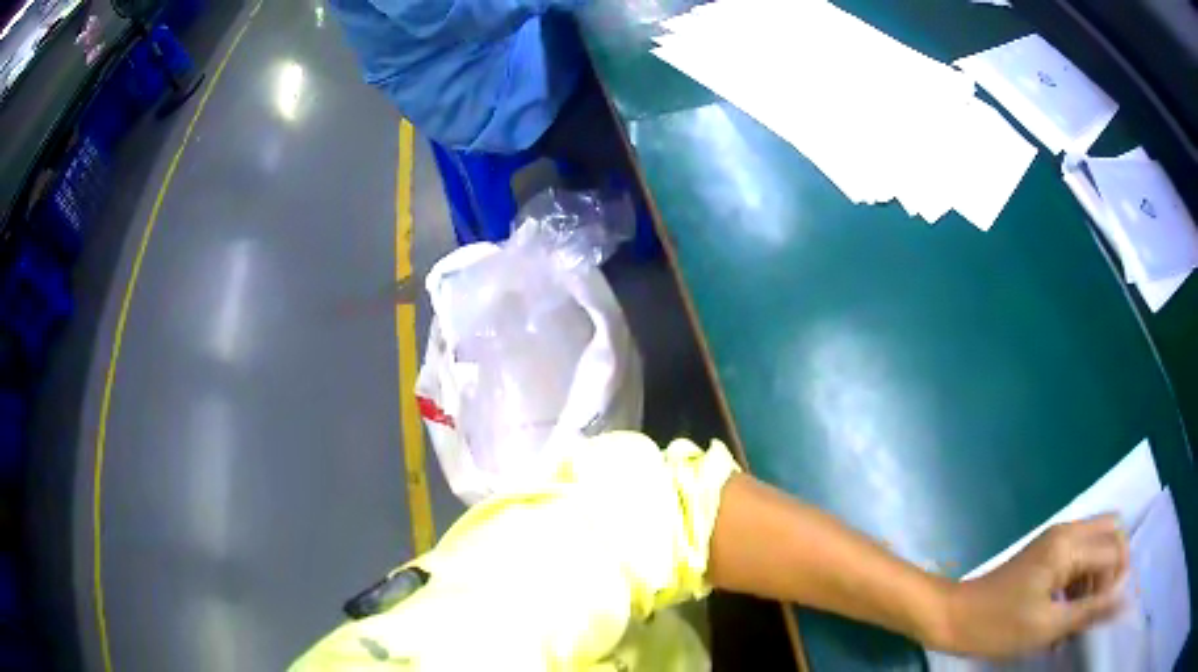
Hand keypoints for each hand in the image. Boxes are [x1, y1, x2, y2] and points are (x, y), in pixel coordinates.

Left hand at [939, 515, 1129, 658]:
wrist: (953, 617)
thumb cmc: (997, 625)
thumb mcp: (1047, 626)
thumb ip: (1089, 611)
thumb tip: (1123, 601)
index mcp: (1070, 544)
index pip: (1115, 549)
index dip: (1116, 580)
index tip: (1103, 613)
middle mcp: (1067, 532)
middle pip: (1111, 534)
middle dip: (1111, 570)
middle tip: (1096, 608)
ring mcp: (1056, 541)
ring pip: (1095, 547)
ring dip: (1095, 579)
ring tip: (1077, 620)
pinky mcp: (1046, 555)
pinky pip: (1078, 558)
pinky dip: (1080, 582)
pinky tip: (1065, 615)